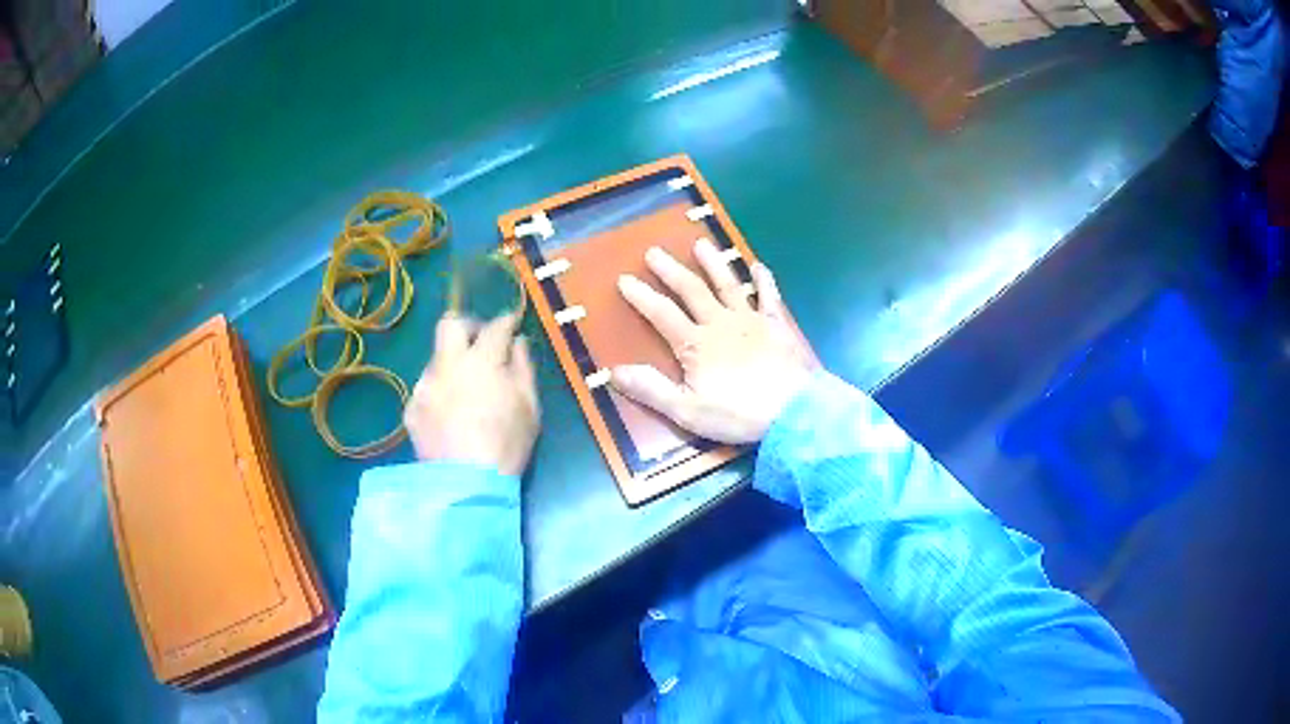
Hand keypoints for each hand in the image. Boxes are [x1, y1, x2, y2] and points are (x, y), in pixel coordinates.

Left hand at [404, 312, 539, 476]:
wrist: (465, 484)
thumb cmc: (505, 444)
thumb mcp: (529, 407)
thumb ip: (523, 368)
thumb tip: (518, 343)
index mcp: (481, 360)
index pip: (495, 327)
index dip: (506, 321)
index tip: (513, 321)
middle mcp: (447, 364)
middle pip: (450, 324)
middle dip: (468, 325)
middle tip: (481, 341)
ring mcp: (424, 385)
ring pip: (437, 359)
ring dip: (452, 363)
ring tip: (466, 387)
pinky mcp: (411, 409)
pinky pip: (427, 388)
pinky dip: (440, 391)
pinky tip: (449, 414)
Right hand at [612, 240, 813, 443]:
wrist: (794, 412)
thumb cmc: (739, 414)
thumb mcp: (687, 410)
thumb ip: (651, 389)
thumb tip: (613, 371)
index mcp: (696, 344)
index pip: (661, 314)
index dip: (641, 296)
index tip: (623, 279)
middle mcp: (720, 323)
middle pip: (691, 290)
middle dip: (670, 270)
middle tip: (653, 251)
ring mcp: (751, 320)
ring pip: (727, 284)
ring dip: (712, 263)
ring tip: (700, 244)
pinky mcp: (777, 324)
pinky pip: (769, 295)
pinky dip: (763, 279)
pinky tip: (757, 265)